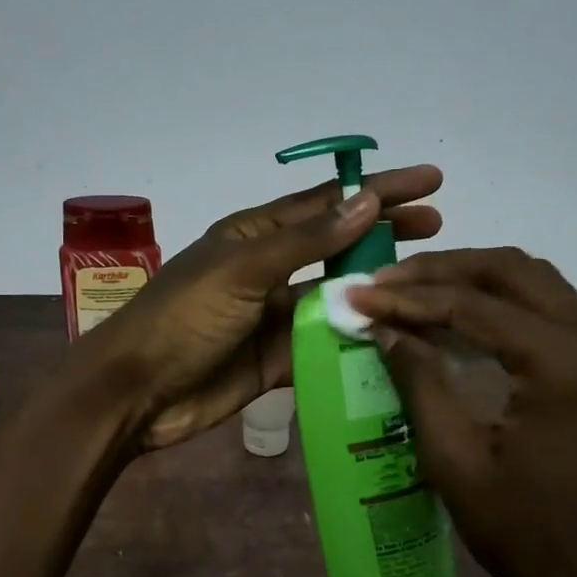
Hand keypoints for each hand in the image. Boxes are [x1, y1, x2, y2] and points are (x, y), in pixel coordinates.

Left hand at [84, 166, 442, 449]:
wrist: (138, 392)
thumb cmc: (183, 317)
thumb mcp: (243, 269)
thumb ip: (306, 240)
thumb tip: (366, 201)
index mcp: (256, 235)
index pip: (327, 204)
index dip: (378, 191)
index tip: (430, 184)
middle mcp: (270, 271)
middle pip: (339, 247)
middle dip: (386, 235)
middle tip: (439, 229)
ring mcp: (276, 317)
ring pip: (338, 298)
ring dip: (377, 291)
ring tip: (428, 286)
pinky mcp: (279, 361)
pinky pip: (327, 346)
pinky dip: (357, 342)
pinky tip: (396, 340)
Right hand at [346, 248, 576, 576]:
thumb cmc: (529, 535)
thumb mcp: (457, 460)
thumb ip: (420, 382)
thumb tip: (382, 328)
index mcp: (566, 362)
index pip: (473, 306)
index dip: (407, 298)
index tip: (356, 295)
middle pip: (511, 271)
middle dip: (441, 271)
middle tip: (384, 282)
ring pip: (535, 283)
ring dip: (472, 280)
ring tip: (413, 291)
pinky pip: (552, 311)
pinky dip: (502, 305)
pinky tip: (460, 319)